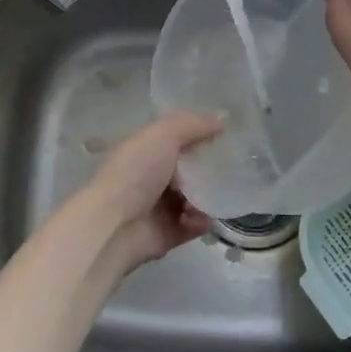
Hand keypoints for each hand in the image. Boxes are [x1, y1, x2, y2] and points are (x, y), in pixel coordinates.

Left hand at [82, 112, 222, 276]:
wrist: (114, 226)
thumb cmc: (136, 173)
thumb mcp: (163, 135)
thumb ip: (193, 124)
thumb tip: (223, 117)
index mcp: (144, 150)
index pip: (175, 137)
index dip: (199, 132)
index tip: (227, 132)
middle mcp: (150, 176)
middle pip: (188, 168)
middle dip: (209, 167)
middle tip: (236, 164)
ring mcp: (157, 207)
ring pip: (194, 197)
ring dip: (208, 196)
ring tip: (222, 194)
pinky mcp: (167, 233)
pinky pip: (193, 225)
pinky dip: (203, 222)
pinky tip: (207, 218)